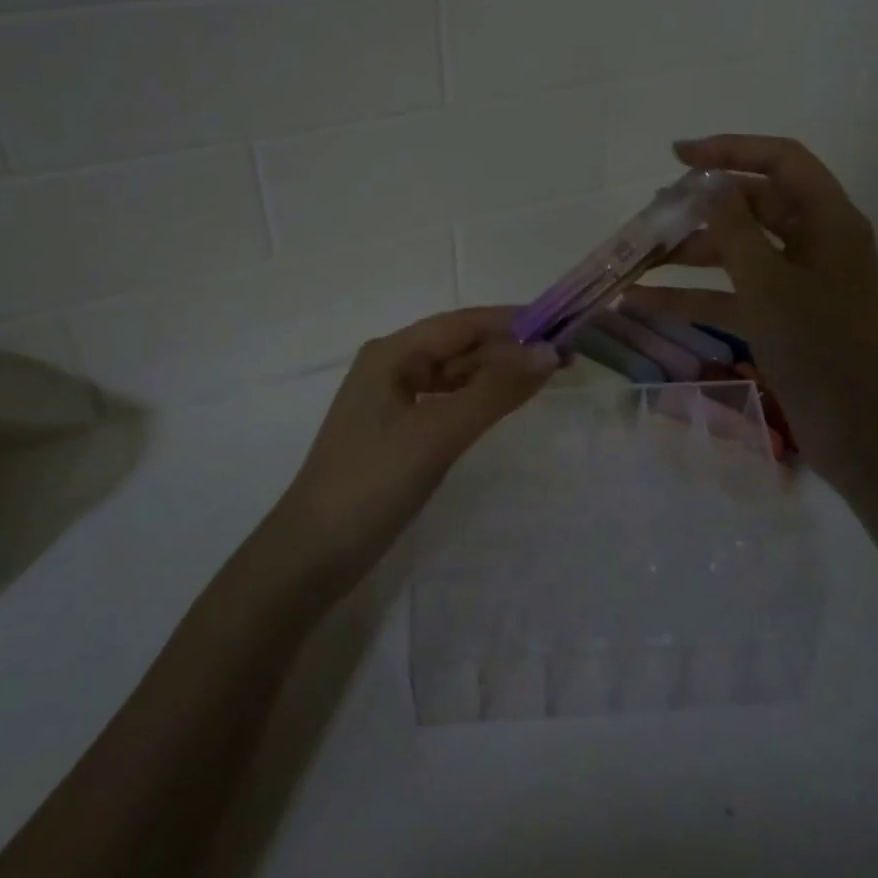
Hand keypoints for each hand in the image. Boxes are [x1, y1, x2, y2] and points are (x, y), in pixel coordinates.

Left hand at [267, 308, 558, 591]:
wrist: (312, 556)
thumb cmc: (372, 483)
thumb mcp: (438, 433)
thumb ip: (495, 391)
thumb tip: (549, 352)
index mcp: (393, 353)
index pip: (463, 323)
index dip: (514, 322)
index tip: (562, 324)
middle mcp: (391, 366)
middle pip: (460, 346)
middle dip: (509, 349)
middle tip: (565, 358)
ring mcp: (393, 400)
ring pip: (454, 374)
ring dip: (496, 374)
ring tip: (545, 378)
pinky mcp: (398, 430)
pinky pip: (446, 401)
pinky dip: (477, 400)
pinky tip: (503, 406)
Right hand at [630, 134, 877, 454]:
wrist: (861, 435)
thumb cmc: (819, 348)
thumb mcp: (768, 283)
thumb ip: (735, 227)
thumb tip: (712, 184)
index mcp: (829, 220)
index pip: (781, 161)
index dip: (730, 149)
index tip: (678, 156)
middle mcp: (818, 242)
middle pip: (755, 205)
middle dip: (702, 207)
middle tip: (653, 212)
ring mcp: (801, 283)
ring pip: (739, 251)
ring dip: (691, 253)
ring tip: (639, 257)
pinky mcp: (784, 318)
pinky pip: (735, 294)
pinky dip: (695, 295)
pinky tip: (644, 302)